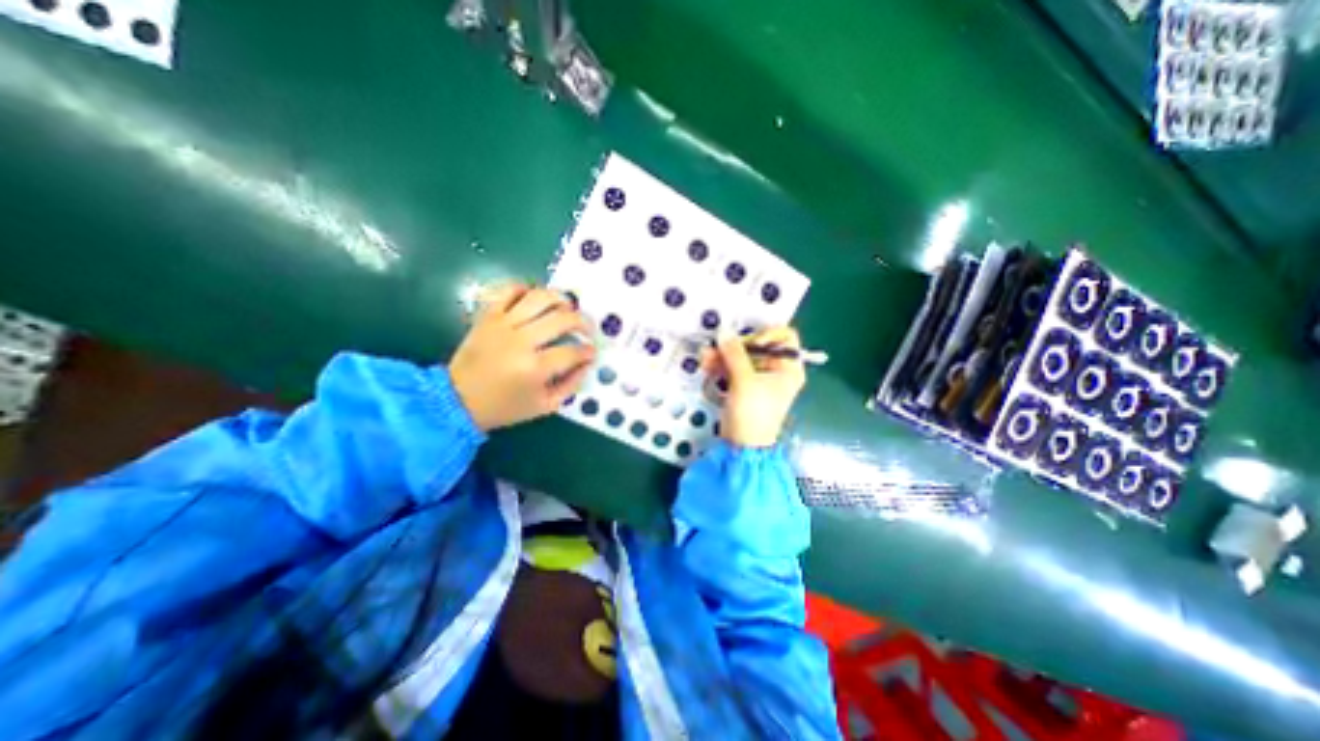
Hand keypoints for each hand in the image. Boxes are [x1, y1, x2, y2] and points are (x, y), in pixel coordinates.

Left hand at [456, 284, 599, 433]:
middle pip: (563, 319)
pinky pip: (510, 290)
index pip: (573, 351)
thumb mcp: (545, 405)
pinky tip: (536, 300)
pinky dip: (526, 289)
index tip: (591, 351)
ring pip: (540, 298)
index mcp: (535, 368)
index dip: (588, 350)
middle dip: (583, 323)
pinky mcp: (488, 316)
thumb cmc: (505, 407)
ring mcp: (503, 324)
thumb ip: (571, 385)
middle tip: (587, 329)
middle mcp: (521, 341)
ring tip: (568, 308)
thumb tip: (587, 363)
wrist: (457, 400)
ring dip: (561, 300)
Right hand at [700, 326, 804, 443]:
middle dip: (736, 346)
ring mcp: (758, 377)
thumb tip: (724, 332)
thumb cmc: (753, 414)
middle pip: (758, 345)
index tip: (751, 343)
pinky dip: (720, 365)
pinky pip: (732, 367)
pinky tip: (707, 364)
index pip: (785, 338)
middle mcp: (776, 369)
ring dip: (723, 355)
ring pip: (741, 356)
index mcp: (788, 368)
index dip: (768, 335)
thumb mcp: (745, 381)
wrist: (742, 446)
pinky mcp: (743, 384)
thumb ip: (734, 354)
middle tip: (719, 347)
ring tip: (706, 357)